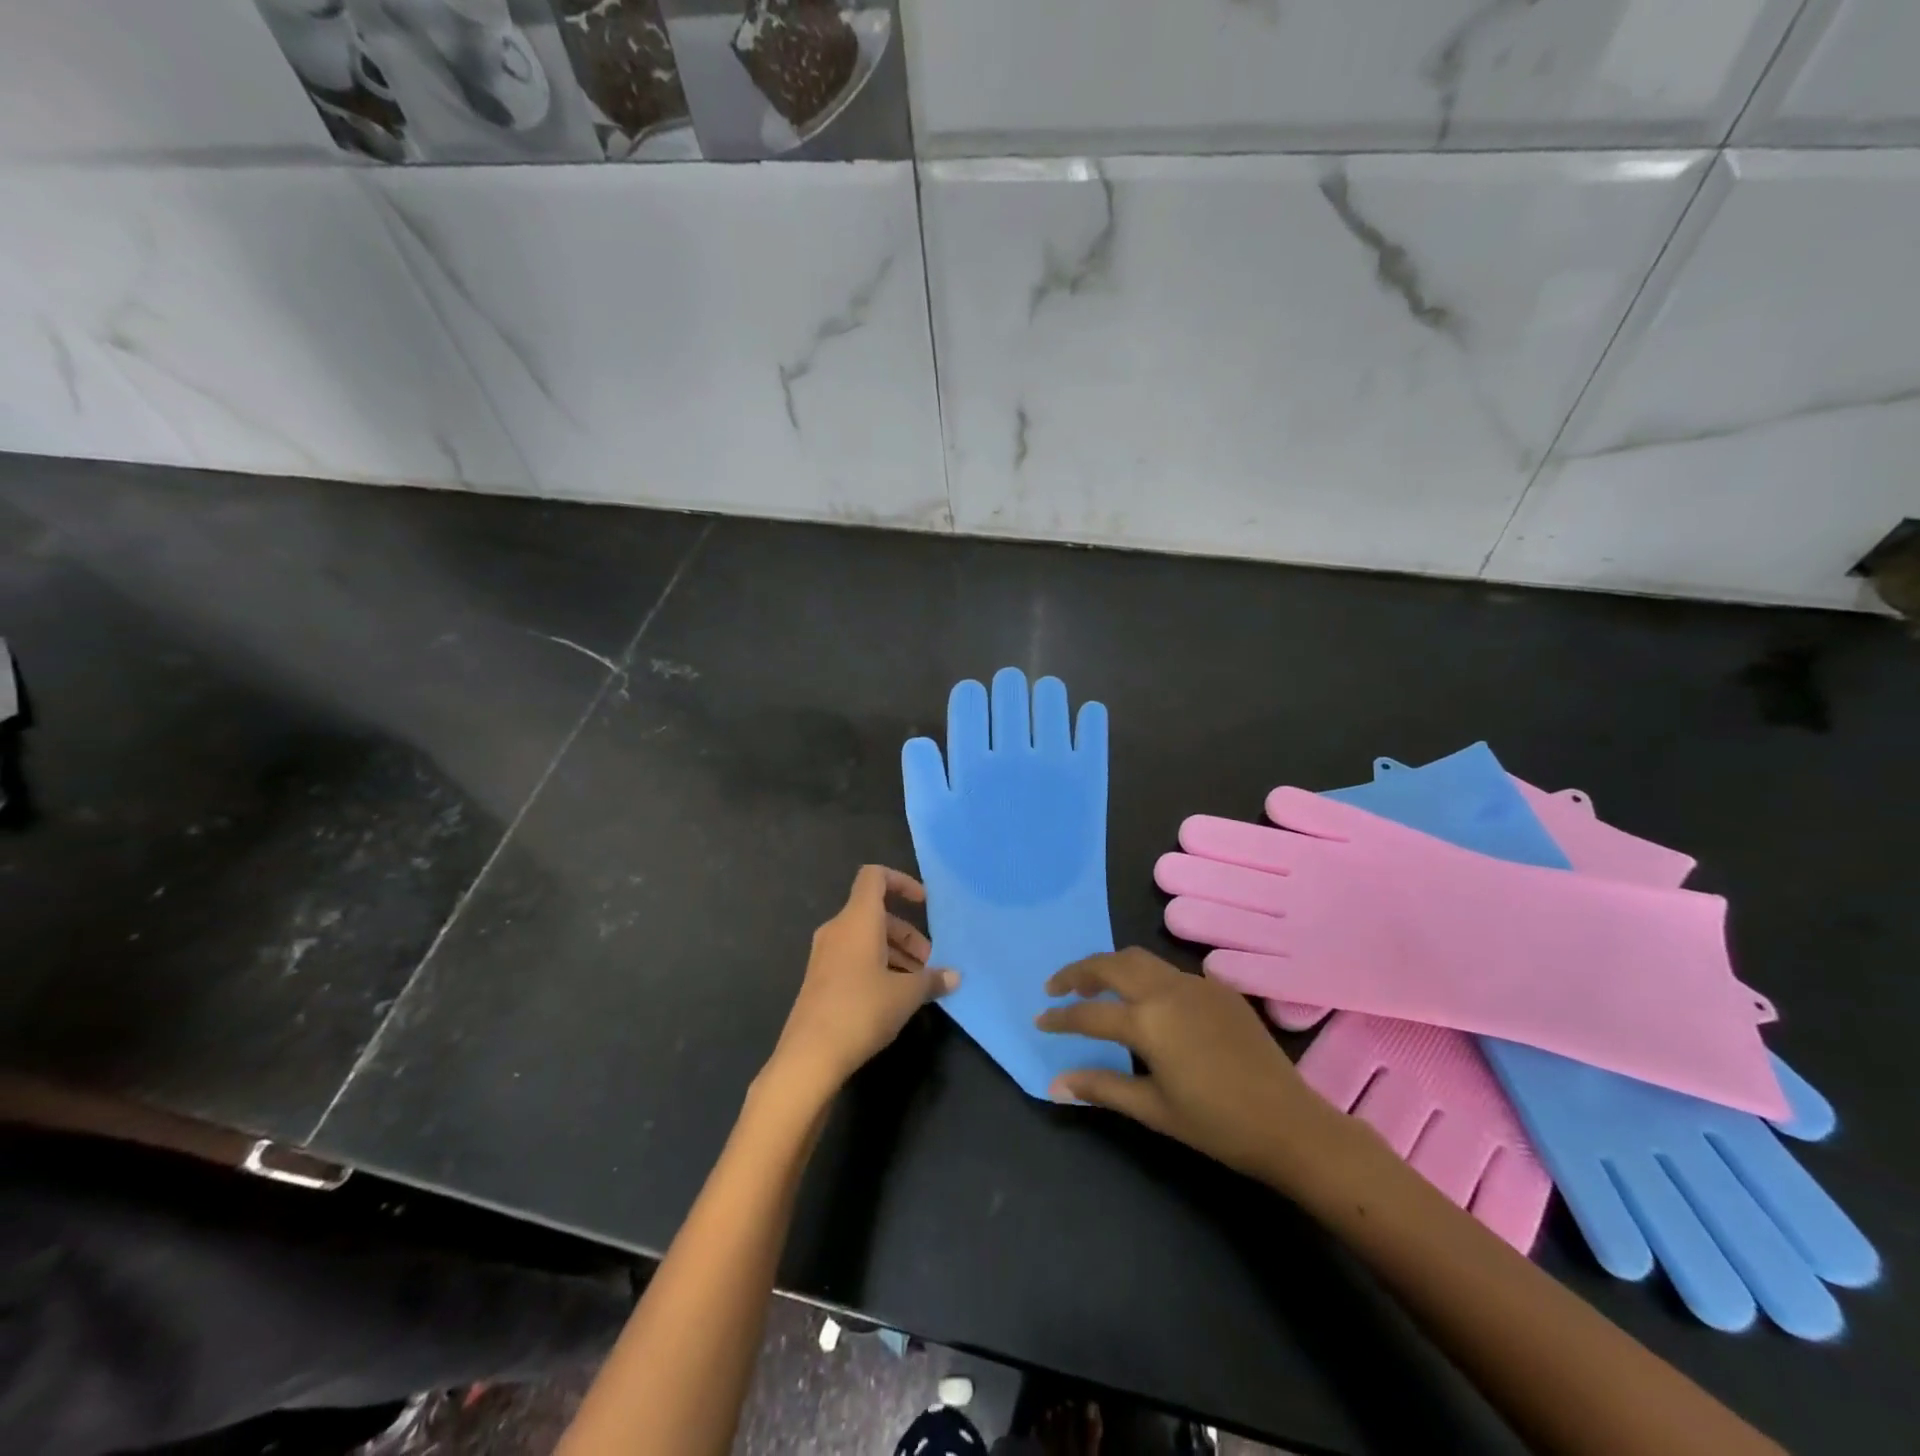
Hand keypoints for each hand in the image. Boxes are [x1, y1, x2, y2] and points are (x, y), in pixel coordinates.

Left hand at [765, 866, 956, 1103]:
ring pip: (865, 938)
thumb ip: (931, 979)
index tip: (923, 903)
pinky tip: (894, 996)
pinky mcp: (819, 978)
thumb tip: (954, 976)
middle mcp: (838, 929)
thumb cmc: (862, 1010)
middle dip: (906, 932)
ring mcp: (824, 954)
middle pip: (875, 913)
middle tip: (929, 961)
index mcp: (857, 920)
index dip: (901, 882)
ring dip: (894, 952)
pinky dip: (876, 965)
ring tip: (917, 983)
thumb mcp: (906, 995)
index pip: (874, 877)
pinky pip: (853, 957)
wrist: (810, 1055)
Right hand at [1036, 948, 1350, 1186]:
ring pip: (1140, 959)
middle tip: (1057, 987)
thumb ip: (1101, 1087)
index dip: (1061, 1017)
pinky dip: (1144, 976)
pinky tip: (1146, 1001)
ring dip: (1110, 967)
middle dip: (1079, 972)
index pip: (1090, 1013)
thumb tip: (1053, 1085)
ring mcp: (1196, 984)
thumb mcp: (1153, 1109)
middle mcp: (1167, 990)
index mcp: (1148, 1021)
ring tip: (1094, 986)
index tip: (1041, 1019)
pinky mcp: (1218, 989)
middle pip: (1111, 964)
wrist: (1290, 1124)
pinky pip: (1169, 972)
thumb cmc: (1217, 1124)